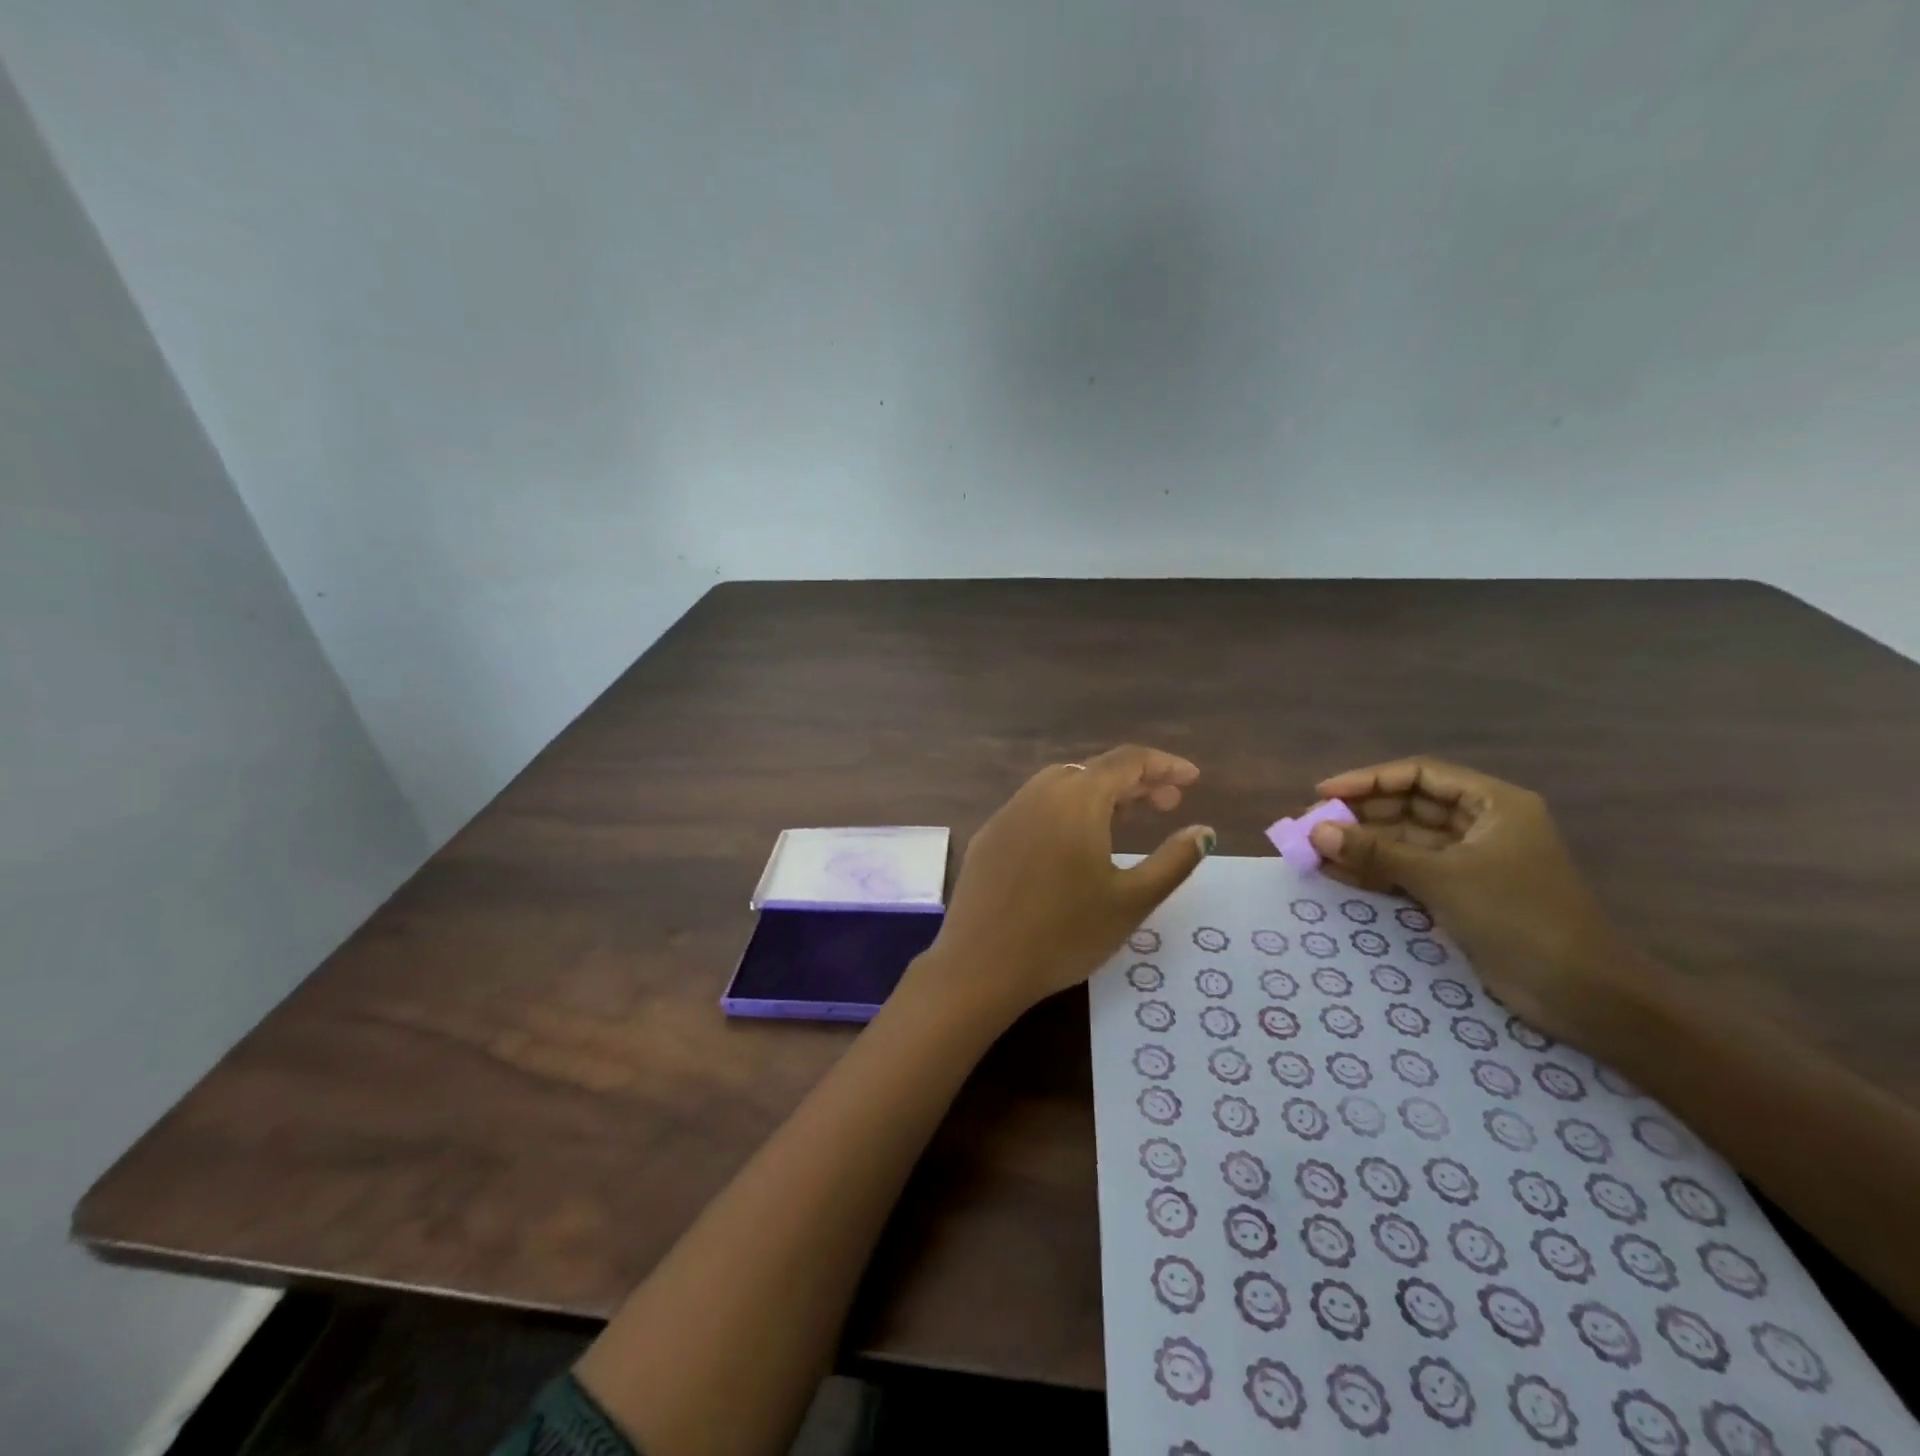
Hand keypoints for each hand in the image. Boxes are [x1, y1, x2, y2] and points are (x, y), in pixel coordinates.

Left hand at [915, 745, 1214, 1022]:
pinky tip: (1073, 843)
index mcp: (1078, 799)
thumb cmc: (1065, 934)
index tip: (1193, 779)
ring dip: (1098, 793)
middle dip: (1135, 781)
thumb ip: (1174, 860)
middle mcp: (1039, 792)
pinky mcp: (989, 835)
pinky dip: (1065, 810)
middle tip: (1168, 805)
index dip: (1165, 765)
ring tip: (1125, 819)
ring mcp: (1008, 812)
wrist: (981, 965)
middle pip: (1094, 770)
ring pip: (1061, 785)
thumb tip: (1204, 831)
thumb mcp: (1132, 901)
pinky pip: (1035, 806)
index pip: (1128, 761)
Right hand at [1307, 757, 1646, 1044]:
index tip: (1324, 793)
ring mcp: (1469, 861)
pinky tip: (1334, 873)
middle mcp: (1481, 825)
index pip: (1420, 775)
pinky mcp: (1459, 894)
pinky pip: (1406, 871)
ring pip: (1403, 841)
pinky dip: (1373, 872)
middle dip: (1358, 815)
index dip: (1369, 780)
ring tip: (1311, 850)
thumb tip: (1316, 832)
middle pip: (1408, 807)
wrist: (1580, 994)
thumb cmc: (1518, 917)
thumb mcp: (1442, 878)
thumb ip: (1376, 853)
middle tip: (1309, 825)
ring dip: (1360, 845)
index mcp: (1493, 804)